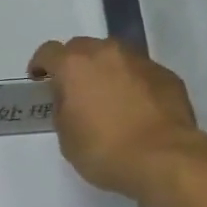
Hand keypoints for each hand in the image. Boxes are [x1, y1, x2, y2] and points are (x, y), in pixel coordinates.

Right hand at [28, 37, 206, 203]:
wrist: (164, 159)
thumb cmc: (105, 151)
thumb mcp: (67, 137)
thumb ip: (64, 109)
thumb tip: (72, 100)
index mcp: (74, 65)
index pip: (49, 52)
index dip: (41, 64)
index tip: (39, 79)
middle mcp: (107, 53)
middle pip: (83, 48)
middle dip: (75, 64)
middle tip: (75, 90)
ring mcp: (140, 61)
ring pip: (115, 56)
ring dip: (106, 70)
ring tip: (108, 97)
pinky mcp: (166, 75)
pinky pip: (141, 73)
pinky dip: (133, 83)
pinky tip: (136, 108)